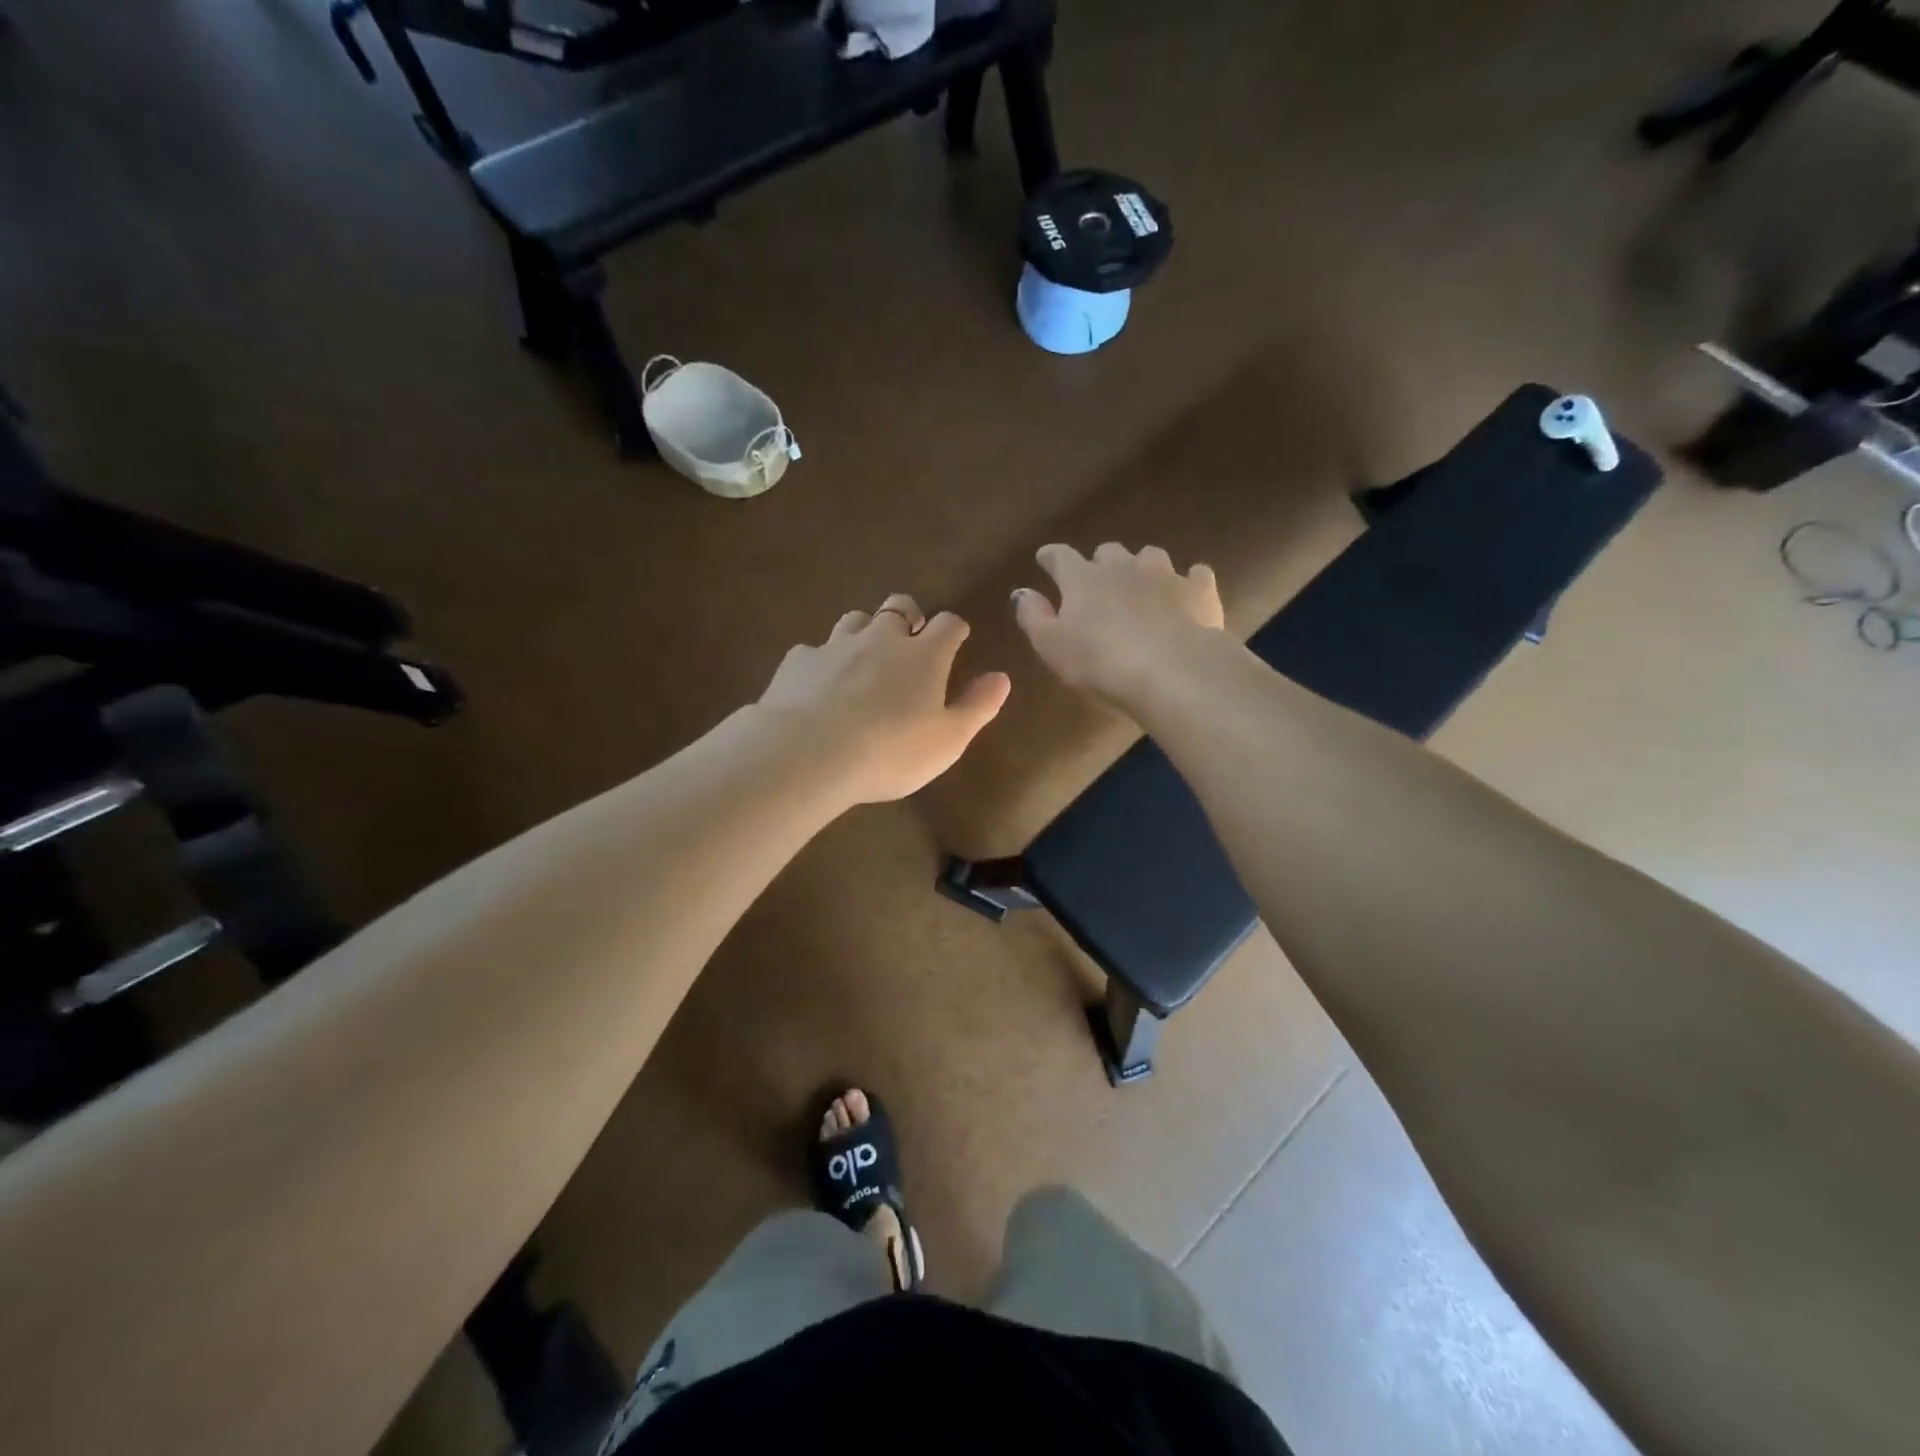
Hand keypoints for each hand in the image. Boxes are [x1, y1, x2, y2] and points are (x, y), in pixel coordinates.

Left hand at [757, 593, 1010, 804]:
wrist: (809, 753)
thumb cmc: (891, 751)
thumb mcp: (948, 740)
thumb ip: (977, 706)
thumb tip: (1001, 677)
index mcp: (924, 656)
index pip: (948, 624)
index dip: (954, 629)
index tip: (957, 637)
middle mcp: (881, 639)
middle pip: (898, 606)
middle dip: (908, 616)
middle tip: (910, 638)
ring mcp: (835, 645)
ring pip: (854, 620)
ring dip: (864, 632)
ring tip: (864, 657)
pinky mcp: (798, 661)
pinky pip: (814, 650)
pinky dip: (822, 661)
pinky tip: (818, 684)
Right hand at [1012, 543, 1224, 708]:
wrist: (1171, 669)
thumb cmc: (1100, 662)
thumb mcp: (1052, 646)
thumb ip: (1034, 617)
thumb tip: (1022, 592)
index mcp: (1082, 579)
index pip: (1060, 557)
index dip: (1051, 557)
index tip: (1045, 559)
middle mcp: (1122, 566)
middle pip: (1108, 552)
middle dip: (1100, 562)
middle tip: (1097, 581)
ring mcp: (1164, 574)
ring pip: (1150, 556)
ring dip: (1142, 567)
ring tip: (1142, 585)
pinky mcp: (1199, 590)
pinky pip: (1194, 575)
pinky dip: (1188, 581)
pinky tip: (1187, 592)